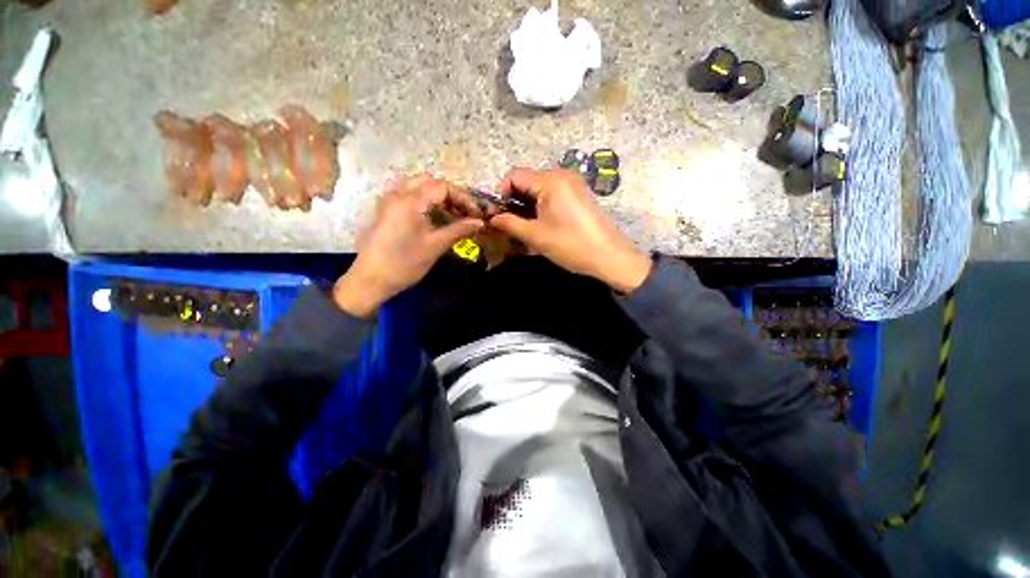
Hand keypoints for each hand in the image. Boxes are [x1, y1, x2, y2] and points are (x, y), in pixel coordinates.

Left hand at [333, 175, 482, 316]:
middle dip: (452, 196)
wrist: (370, 280)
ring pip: (419, 188)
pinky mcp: (387, 211)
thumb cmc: (404, 264)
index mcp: (409, 200)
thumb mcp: (435, 246)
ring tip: (455, 215)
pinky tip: (437, 218)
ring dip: (439, 198)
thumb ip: (459, 230)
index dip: (463, 198)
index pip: (442, 187)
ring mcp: (389, 201)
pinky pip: (410, 197)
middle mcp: (397, 193)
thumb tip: (480, 222)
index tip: (476, 214)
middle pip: (430, 183)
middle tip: (466, 212)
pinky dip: (427, 203)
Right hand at [490, 168, 651, 293]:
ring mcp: (573, 184)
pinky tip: (539, 223)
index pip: (514, 176)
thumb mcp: (535, 236)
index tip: (495, 214)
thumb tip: (492, 218)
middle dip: (513, 201)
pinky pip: (552, 194)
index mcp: (550, 181)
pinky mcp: (578, 194)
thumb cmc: (570, 245)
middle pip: (527, 181)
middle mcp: (562, 175)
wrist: (608, 257)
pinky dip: (540, 206)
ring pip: (539, 189)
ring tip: (522, 226)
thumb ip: (509, 223)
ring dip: (526, 205)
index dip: (500, 194)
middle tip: (507, 223)